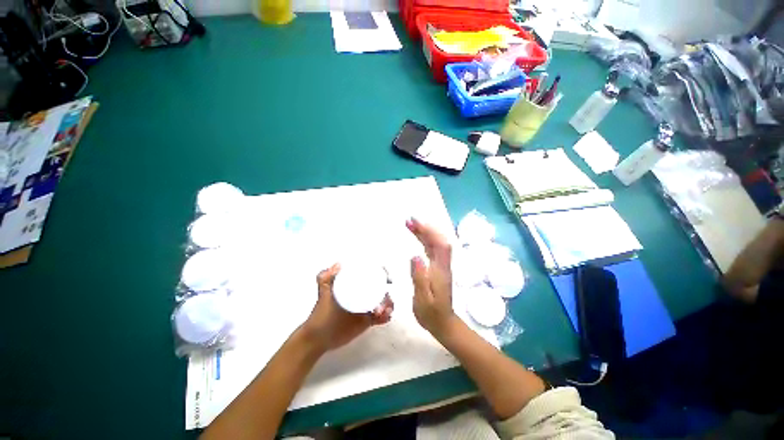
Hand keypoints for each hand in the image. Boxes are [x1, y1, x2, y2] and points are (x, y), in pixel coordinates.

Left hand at [302, 263, 393, 351]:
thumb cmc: (321, 313)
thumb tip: (338, 264)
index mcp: (354, 285)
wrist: (319, 337)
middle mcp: (362, 294)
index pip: (372, 276)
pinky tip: (385, 317)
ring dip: (388, 305)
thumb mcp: (324, 293)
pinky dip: (386, 316)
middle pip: (381, 290)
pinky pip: (381, 316)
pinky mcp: (368, 321)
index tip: (387, 279)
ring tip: (384, 311)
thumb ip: (325, 278)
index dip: (382, 276)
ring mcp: (365, 307)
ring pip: (383, 303)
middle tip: (385, 302)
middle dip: (387, 294)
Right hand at [407, 218, 457, 337]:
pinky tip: (417, 237)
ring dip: (424, 232)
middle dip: (425, 228)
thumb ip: (420, 278)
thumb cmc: (432, 313)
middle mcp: (442, 264)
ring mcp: (440, 266)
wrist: (443, 323)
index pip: (439, 244)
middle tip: (409, 220)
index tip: (415, 223)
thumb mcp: (423, 299)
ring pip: (434, 244)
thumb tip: (416, 256)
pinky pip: (432, 249)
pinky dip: (425, 240)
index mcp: (440, 270)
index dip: (429, 231)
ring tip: (410, 225)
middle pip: (437, 241)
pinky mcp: (436, 268)